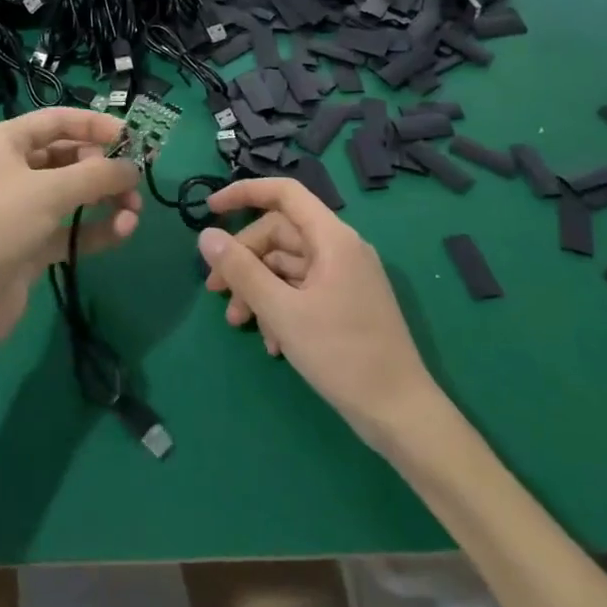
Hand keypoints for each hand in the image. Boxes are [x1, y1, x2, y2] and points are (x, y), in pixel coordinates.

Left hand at [0, 109, 141, 373]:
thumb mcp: (49, 191)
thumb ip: (97, 175)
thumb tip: (132, 168)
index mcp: (5, 143)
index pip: (57, 121)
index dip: (95, 125)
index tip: (133, 137)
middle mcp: (12, 170)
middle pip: (69, 157)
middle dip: (105, 168)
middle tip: (135, 183)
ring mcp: (20, 210)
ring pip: (73, 195)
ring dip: (106, 200)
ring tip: (133, 213)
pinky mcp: (30, 246)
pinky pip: (71, 229)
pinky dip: (96, 229)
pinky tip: (123, 233)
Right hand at [197, 178, 438, 452]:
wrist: (400, 413)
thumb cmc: (341, 354)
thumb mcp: (282, 311)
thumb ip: (241, 270)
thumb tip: (205, 235)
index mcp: (333, 238)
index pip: (285, 193)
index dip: (245, 193)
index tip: (209, 210)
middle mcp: (341, 249)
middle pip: (280, 235)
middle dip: (244, 260)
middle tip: (216, 291)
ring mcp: (345, 277)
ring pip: (287, 266)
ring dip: (258, 289)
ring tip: (238, 324)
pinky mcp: (345, 303)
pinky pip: (302, 290)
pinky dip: (280, 307)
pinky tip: (270, 342)